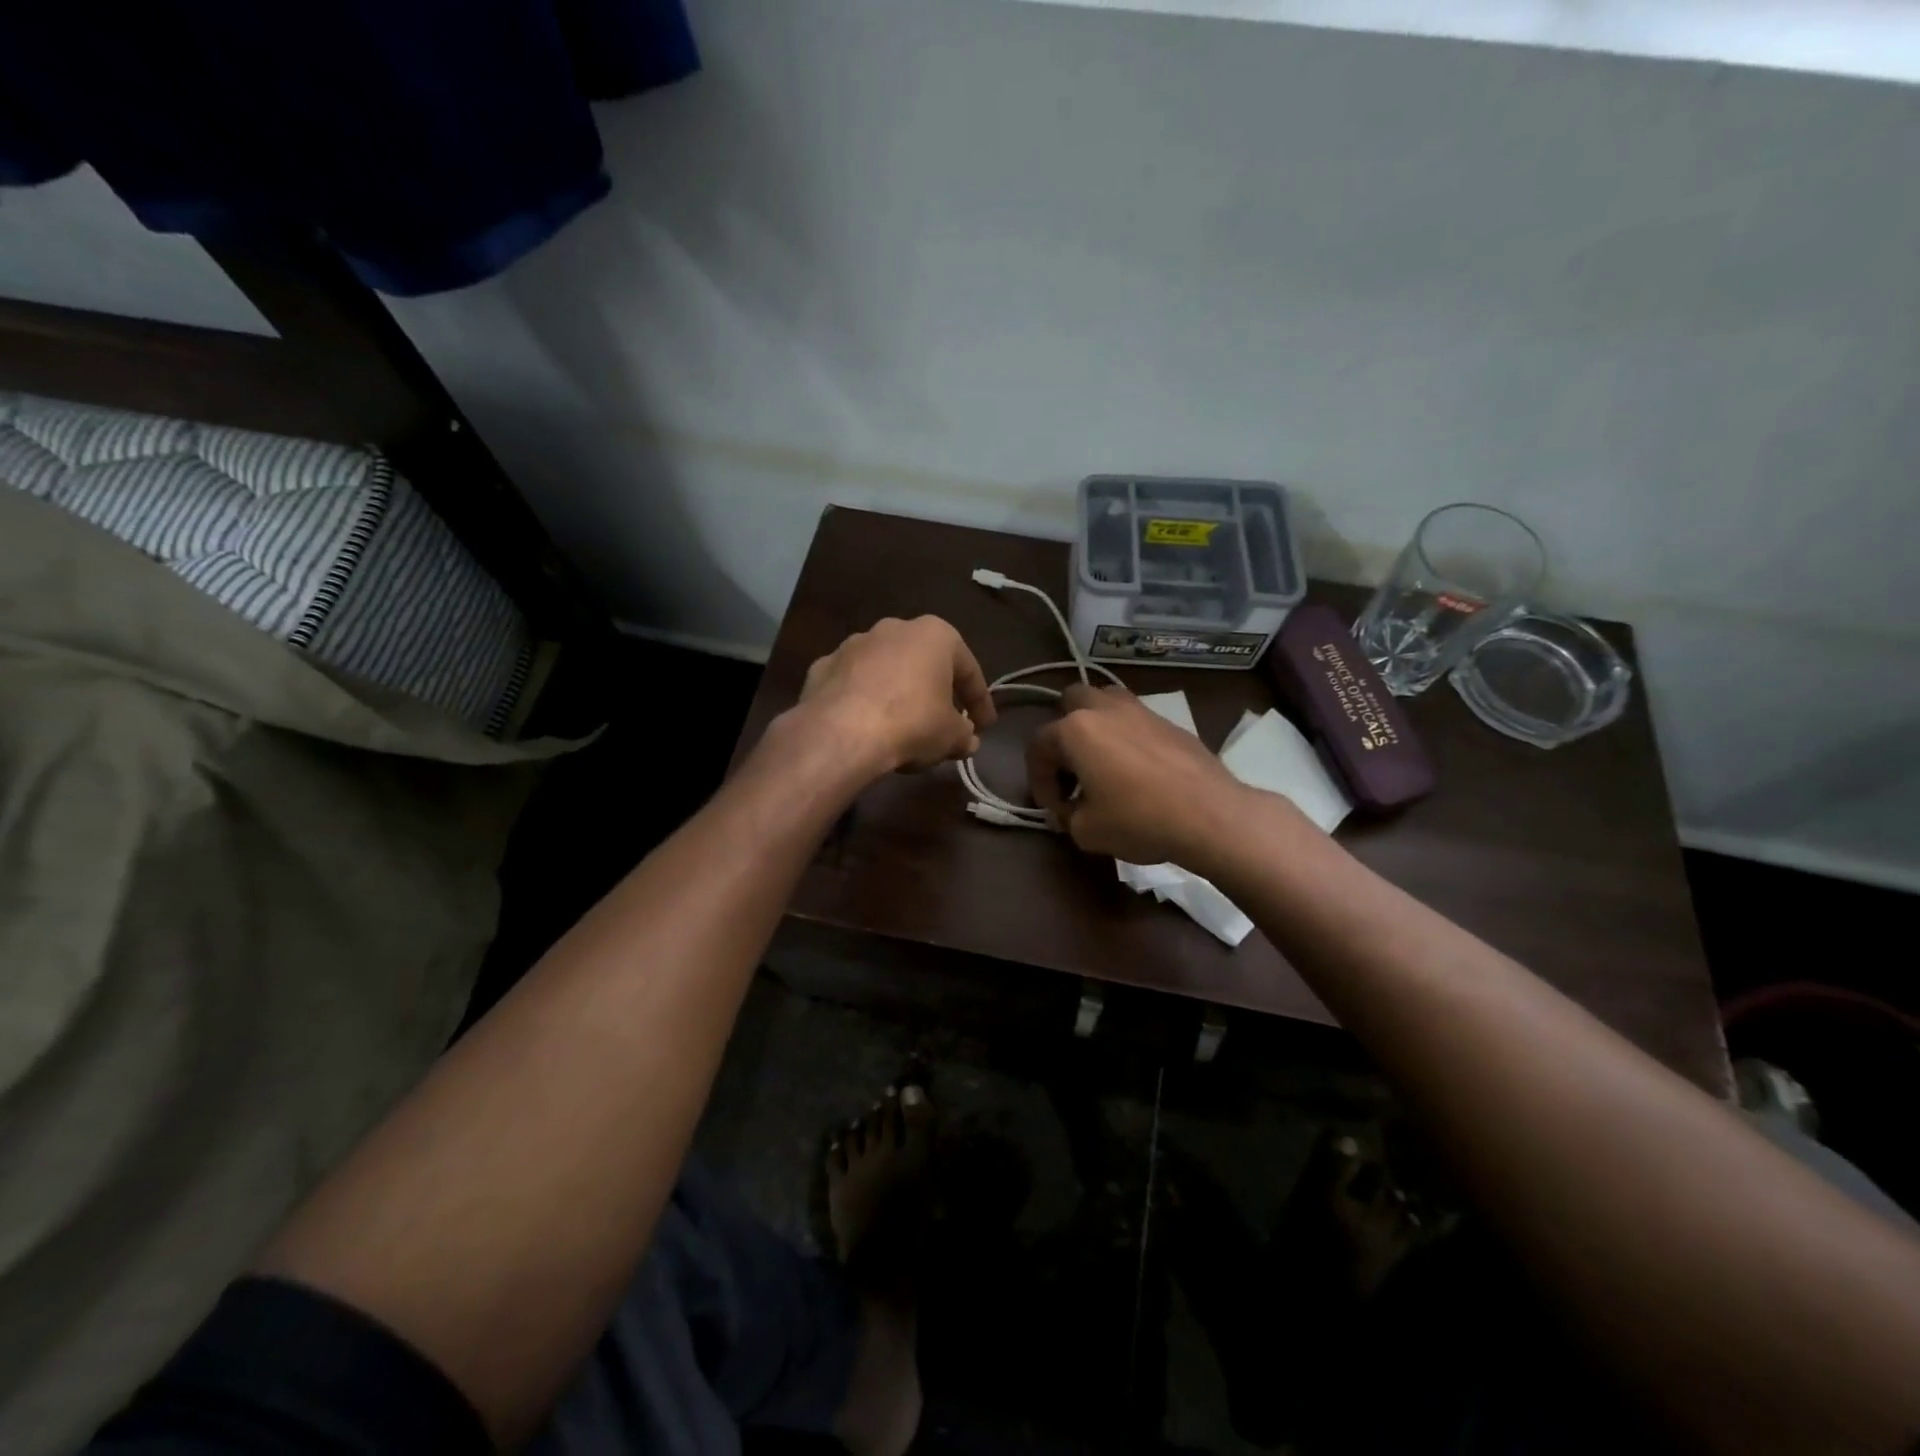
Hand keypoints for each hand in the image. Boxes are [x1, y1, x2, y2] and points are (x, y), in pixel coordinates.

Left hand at [795, 616, 996, 774]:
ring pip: (887, 669)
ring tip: (903, 725)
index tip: (984, 726)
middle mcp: (894, 628)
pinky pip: (853, 683)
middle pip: (925, 663)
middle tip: (945, 721)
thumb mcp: (951, 736)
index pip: (968, 670)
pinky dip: (863, 699)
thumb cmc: (911, 723)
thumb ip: (964, 735)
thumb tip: (967, 740)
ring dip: (898, 692)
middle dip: (937, 691)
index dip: (980, 702)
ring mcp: (854, 643)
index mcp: (935, 634)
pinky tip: (866, 725)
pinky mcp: (822, 665)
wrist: (841, 732)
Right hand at [1026, 684, 1250, 865]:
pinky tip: (1137, 770)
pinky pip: (1136, 720)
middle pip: (1070, 702)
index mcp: (1075, 730)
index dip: (1039, 781)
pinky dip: (1127, 737)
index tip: (1055, 809)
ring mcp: (1141, 710)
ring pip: (1106, 701)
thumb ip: (1067, 816)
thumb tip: (1072, 810)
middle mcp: (1104, 709)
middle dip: (1063, 733)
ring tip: (1102, 761)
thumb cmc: (1138, 819)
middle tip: (1072, 769)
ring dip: (1096, 725)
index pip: (1037, 746)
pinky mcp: (1170, 722)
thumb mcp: (1085, 831)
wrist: (1210, 815)